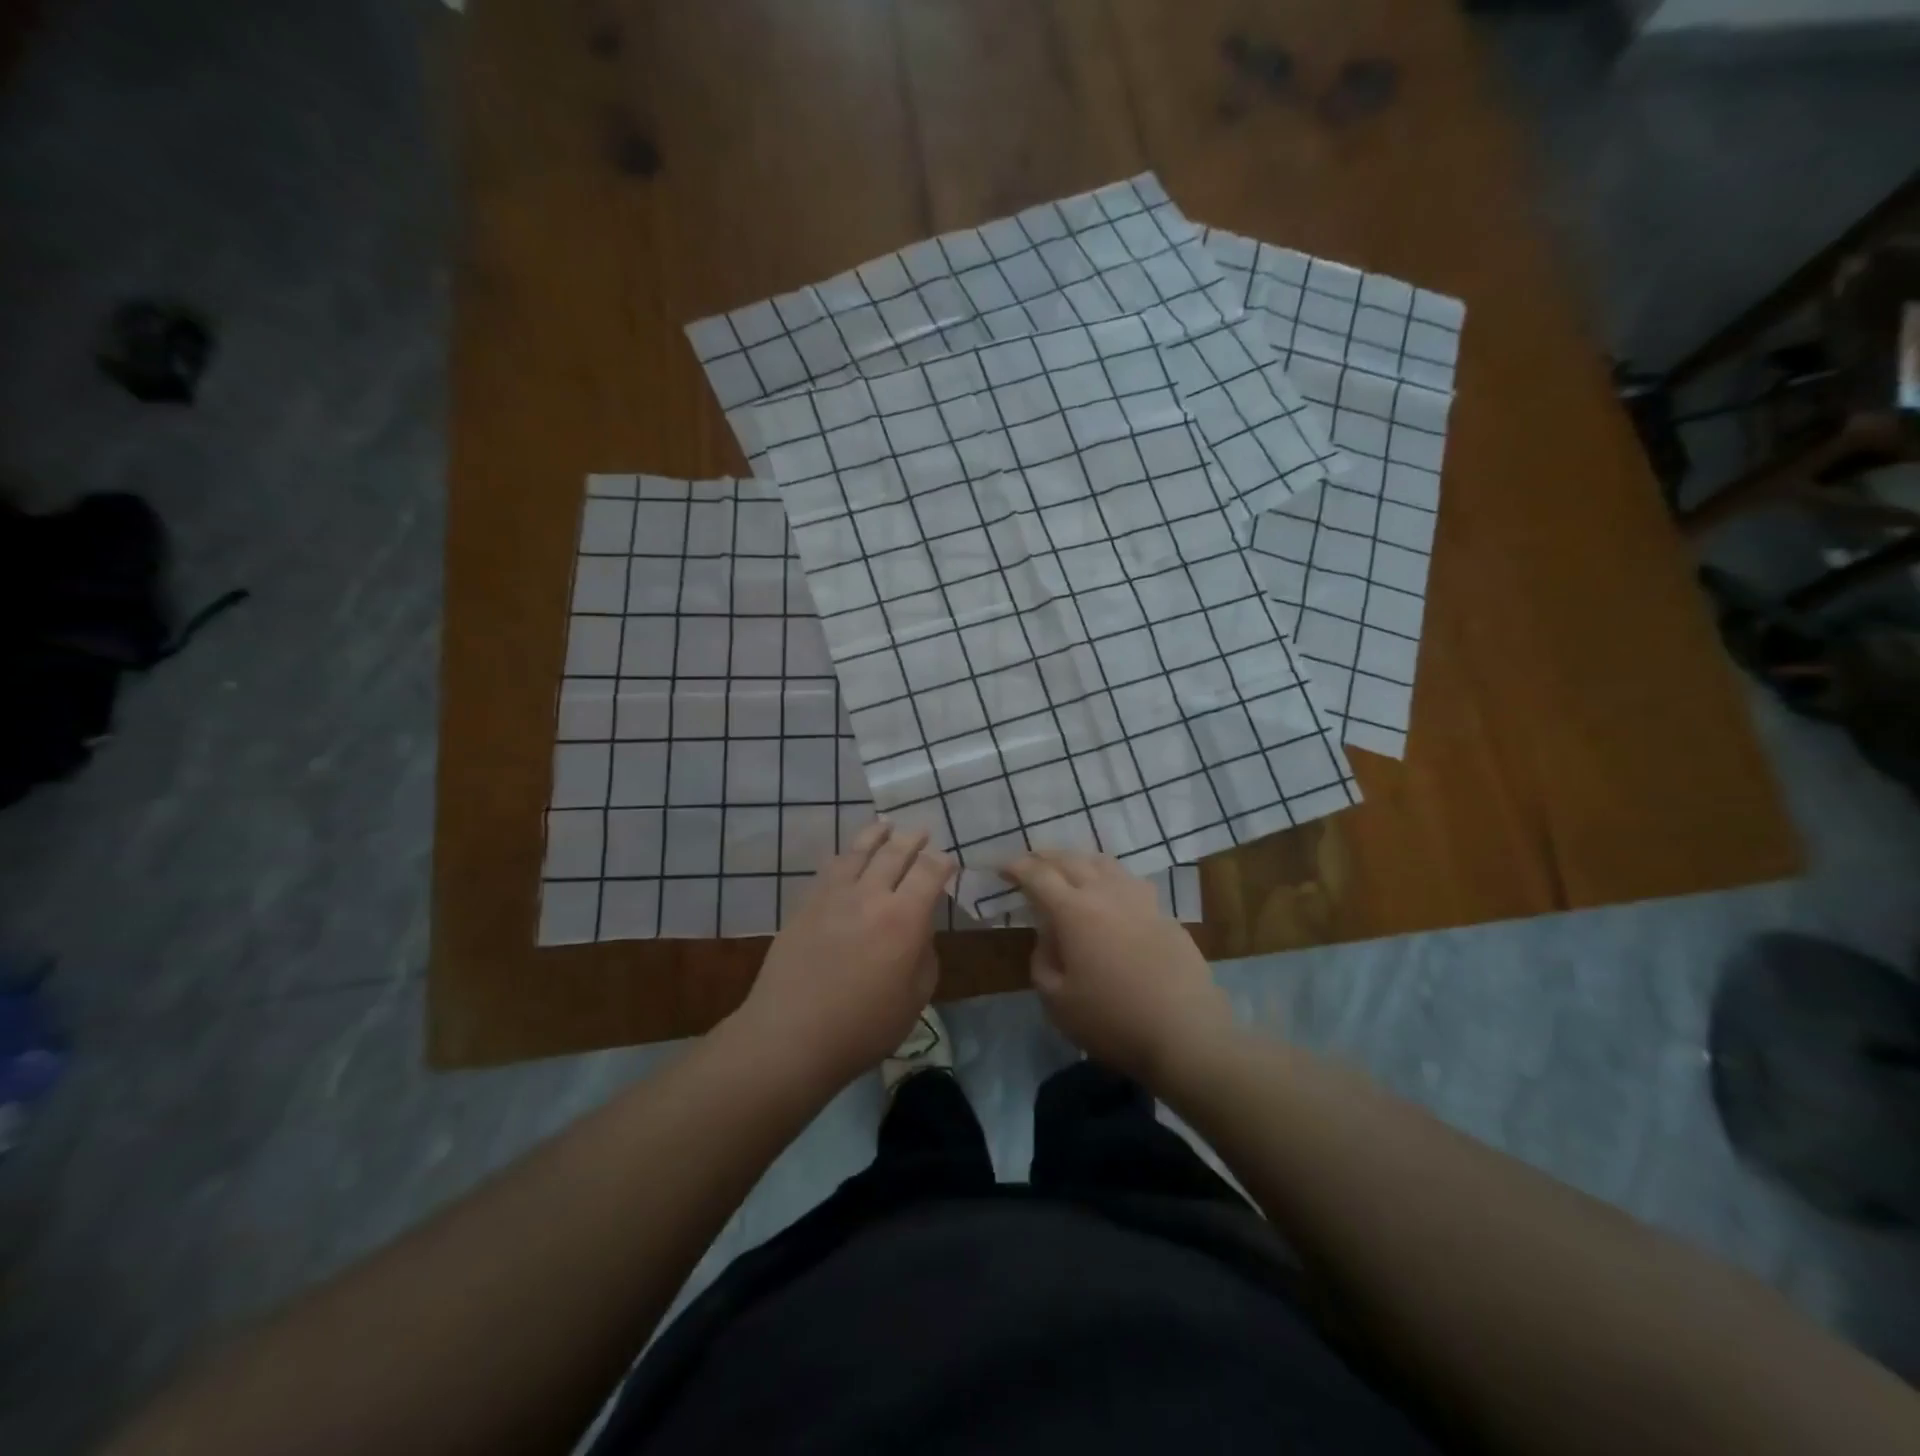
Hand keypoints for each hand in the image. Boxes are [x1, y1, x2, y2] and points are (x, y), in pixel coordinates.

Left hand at [732, 820, 953, 1087]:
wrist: (791, 1036)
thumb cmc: (863, 1027)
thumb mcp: (915, 998)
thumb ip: (924, 955)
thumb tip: (919, 930)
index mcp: (904, 918)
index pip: (929, 872)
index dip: (942, 862)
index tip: (947, 861)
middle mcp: (870, 895)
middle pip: (895, 852)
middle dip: (913, 839)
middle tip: (922, 831)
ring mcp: (833, 896)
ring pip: (859, 851)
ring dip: (877, 835)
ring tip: (886, 826)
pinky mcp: (806, 904)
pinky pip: (830, 868)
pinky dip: (846, 855)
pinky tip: (848, 855)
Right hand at [1004, 850, 1235, 1087]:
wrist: (1186, 1034)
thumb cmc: (1113, 1021)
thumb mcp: (1057, 1001)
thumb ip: (1042, 960)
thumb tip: (1048, 935)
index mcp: (1074, 911)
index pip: (1038, 876)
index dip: (1017, 868)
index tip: (1002, 869)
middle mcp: (1106, 893)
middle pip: (1070, 860)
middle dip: (1044, 857)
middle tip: (1029, 863)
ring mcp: (1140, 899)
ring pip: (1104, 863)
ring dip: (1078, 860)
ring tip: (1067, 868)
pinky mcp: (1164, 913)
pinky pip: (1129, 881)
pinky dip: (1108, 877)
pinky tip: (1109, 892)